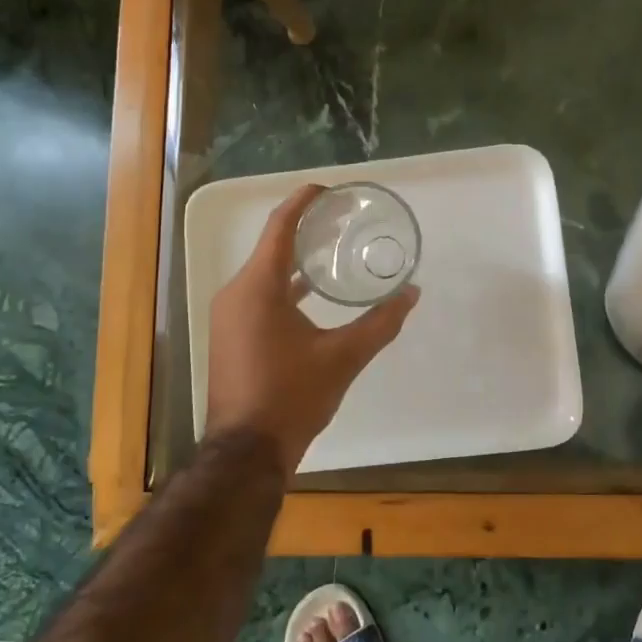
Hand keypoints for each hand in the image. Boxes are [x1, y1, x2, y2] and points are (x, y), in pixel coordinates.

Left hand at [204, 184, 418, 475]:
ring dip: (297, 259)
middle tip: (343, 220)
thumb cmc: (292, 397)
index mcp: (258, 287)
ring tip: (333, 249)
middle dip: (306, 229)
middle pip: (272, 245)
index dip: (304, 201)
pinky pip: (259, 294)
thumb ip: (380, 323)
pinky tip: (313, 294)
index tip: (331, 190)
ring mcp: (229, 315)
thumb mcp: (343, 357)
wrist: (246, 451)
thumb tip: (412, 293)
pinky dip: (286, 285)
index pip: (280, 226)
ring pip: (265, 272)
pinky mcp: (231, 334)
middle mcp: (237, 293)